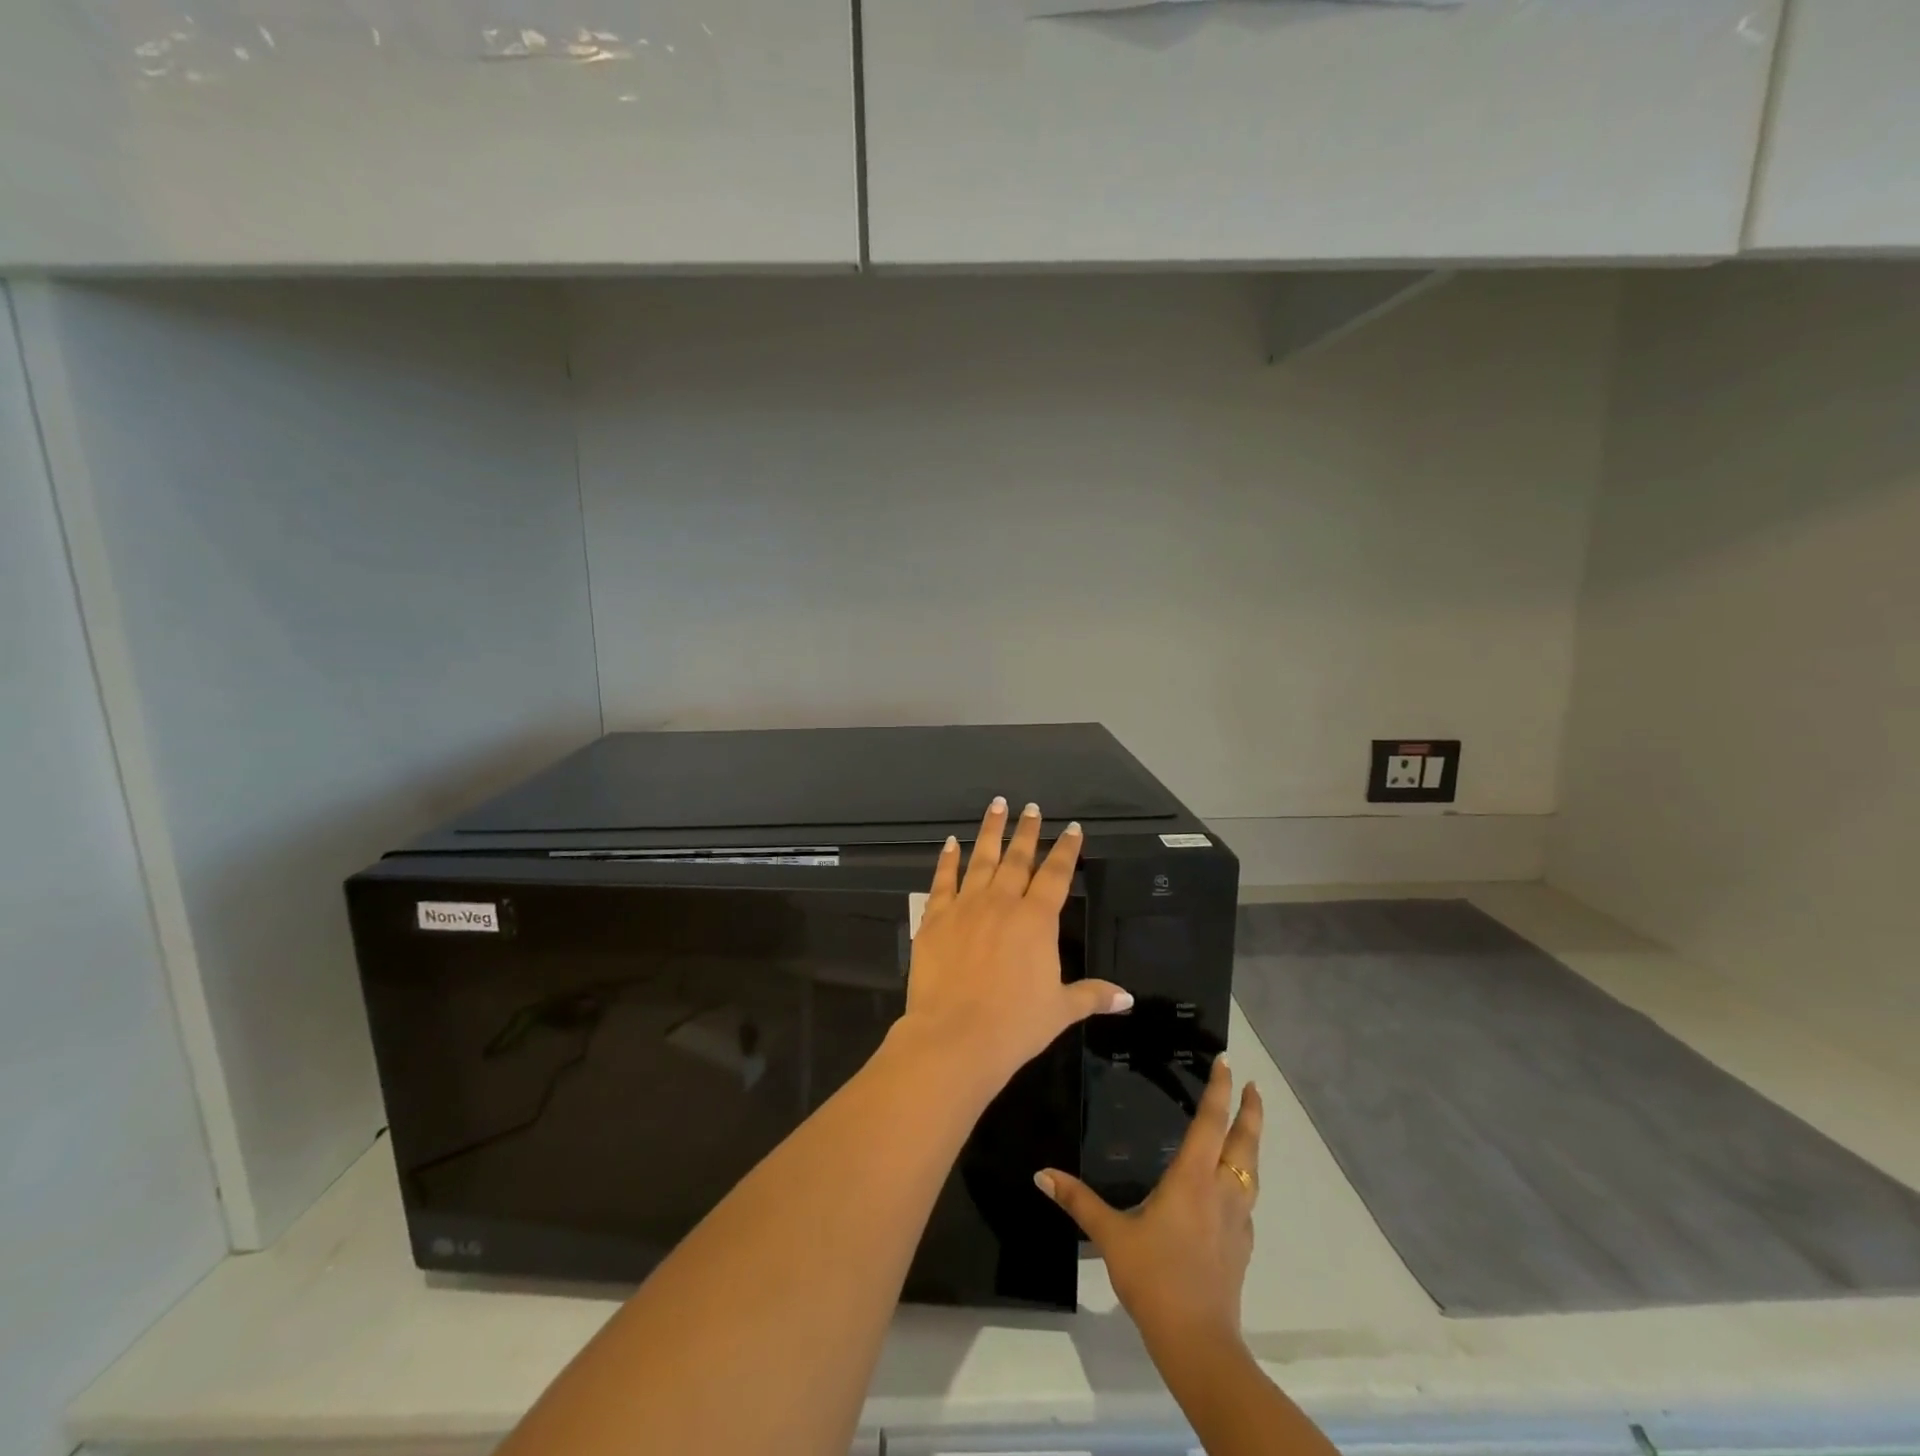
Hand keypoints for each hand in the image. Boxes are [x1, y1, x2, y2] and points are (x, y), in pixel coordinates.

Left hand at [899, 798, 1132, 1088]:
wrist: (955, 1036)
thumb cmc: (1015, 1025)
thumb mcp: (1060, 1010)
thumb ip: (1092, 996)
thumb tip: (1127, 998)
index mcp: (1036, 920)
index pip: (1056, 875)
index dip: (1066, 850)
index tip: (1072, 828)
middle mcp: (1002, 903)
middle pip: (1018, 859)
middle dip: (1027, 832)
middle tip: (1031, 808)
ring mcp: (966, 906)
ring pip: (981, 859)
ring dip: (991, 831)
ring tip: (997, 806)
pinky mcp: (935, 918)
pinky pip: (943, 880)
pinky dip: (948, 860)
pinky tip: (951, 843)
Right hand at [1035, 1055, 1262, 1349]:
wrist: (1198, 1341)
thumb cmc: (1154, 1277)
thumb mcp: (1110, 1235)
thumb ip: (1078, 1201)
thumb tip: (1042, 1173)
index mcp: (1192, 1178)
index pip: (1210, 1122)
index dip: (1220, 1090)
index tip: (1227, 1062)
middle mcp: (1220, 1191)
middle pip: (1244, 1142)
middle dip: (1251, 1111)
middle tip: (1254, 1085)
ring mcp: (1237, 1221)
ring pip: (1251, 1171)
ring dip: (1252, 1144)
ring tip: (1248, 1128)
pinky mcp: (1242, 1247)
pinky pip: (1247, 1202)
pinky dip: (1244, 1182)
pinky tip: (1232, 1191)